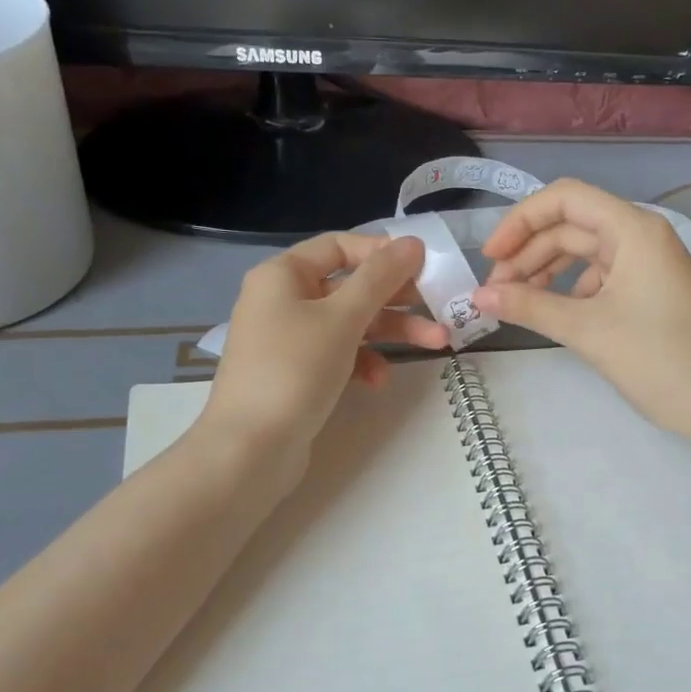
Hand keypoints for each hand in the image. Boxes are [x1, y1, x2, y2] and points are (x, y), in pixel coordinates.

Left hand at [200, 234, 448, 468]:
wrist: (250, 449)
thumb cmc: (295, 370)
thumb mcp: (343, 318)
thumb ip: (380, 278)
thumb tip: (412, 242)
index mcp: (283, 275)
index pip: (339, 246)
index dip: (382, 252)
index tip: (423, 266)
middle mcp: (282, 299)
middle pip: (349, 286)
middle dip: (397, 298)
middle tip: (440, 306)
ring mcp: (288, 339)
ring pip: (349, 323)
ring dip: (391, 331)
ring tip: (436, 344)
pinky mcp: (296, 373)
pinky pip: (337, 354)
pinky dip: (362, 362)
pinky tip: (378, 381)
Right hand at [474, 179, 690, 438]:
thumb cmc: (656, 357)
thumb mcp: (586, 329)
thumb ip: (528, 307)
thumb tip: (477, 297)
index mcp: (632, 229)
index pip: (565, 198)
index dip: (520, 221)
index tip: (490, 257)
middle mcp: (639, 235)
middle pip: (569, 226)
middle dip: (527, 253)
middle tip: (494, 291)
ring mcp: (644, 263)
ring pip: (580, 252)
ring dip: (543, 271)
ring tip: (514, 302)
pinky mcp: (645, 289)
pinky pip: (596, 276)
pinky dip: (566, 289)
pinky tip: (549, 313)